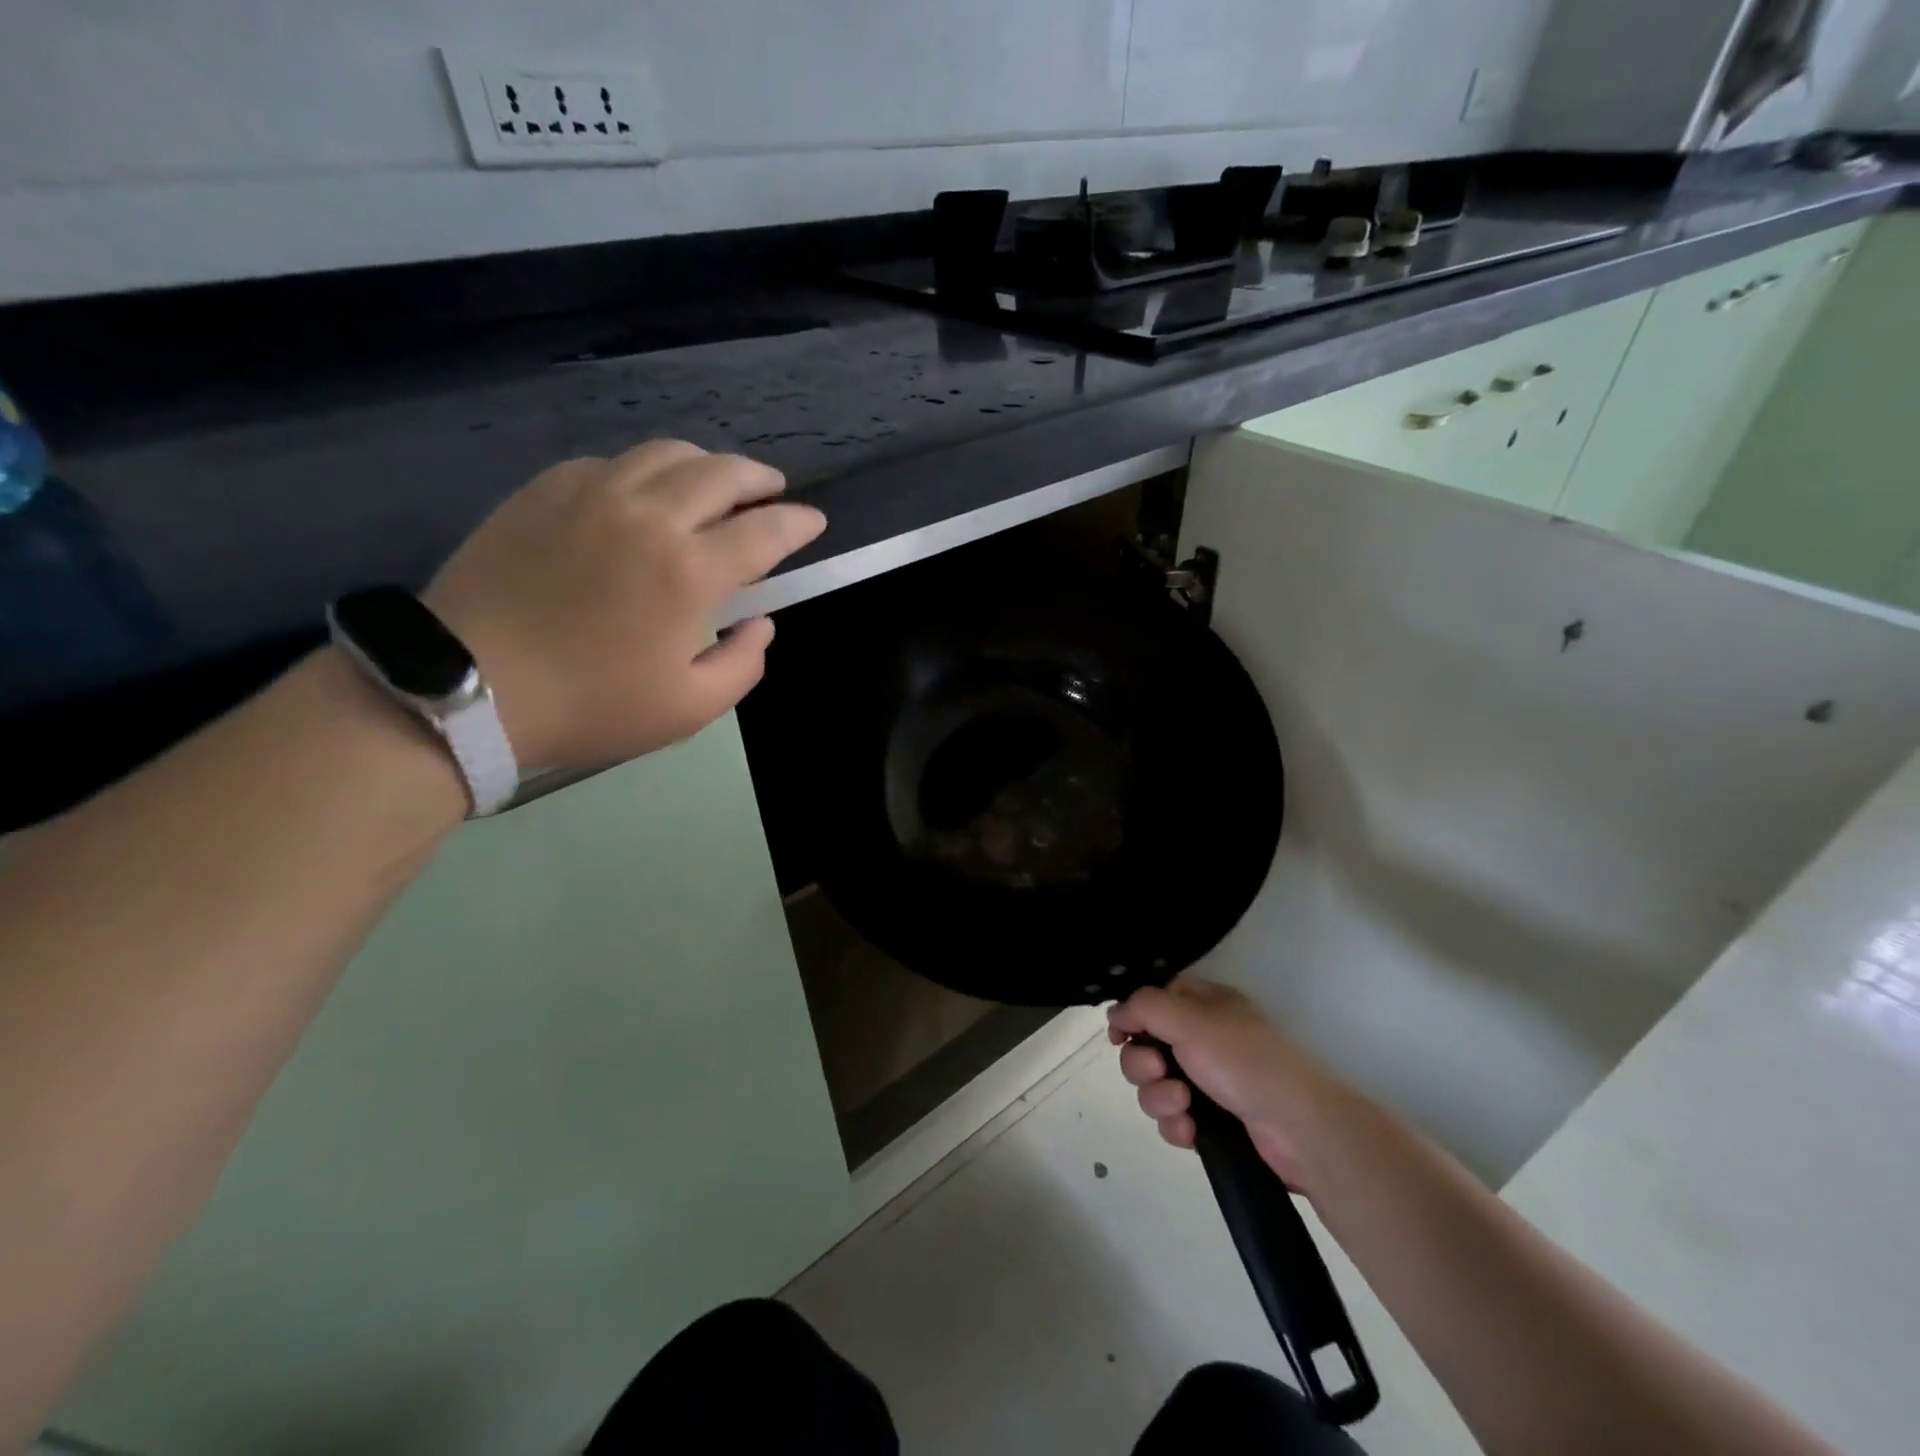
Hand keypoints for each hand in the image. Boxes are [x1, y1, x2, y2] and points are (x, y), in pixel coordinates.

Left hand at [425, 440, 824, 769]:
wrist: (468, 687)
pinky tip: (645, 494)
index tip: (814, 521)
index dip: (798, 523)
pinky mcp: (546, 490)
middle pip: (722, 473)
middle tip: (774, 490)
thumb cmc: (590, 705)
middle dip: (760, 479)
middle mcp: (649, 515)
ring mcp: (593, 493)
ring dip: (707, 464)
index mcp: (690, 571)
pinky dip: (646, 472)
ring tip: (718, 482)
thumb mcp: (689, 709)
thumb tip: (760, 623)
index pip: (765, 531)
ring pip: (667, 454)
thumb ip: (743, 664)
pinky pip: (613, 463)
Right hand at [1108, 979, 1344, 1190]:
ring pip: (1154, 1085)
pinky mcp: (1211, 1122)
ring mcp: (1208, 1082)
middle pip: (1145, 1046)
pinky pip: (1172, 1119)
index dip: (1131, 1016)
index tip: (1119, 1035)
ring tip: (1182, 1106)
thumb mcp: (1190, 1020)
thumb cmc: (1244, 1061)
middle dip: (1142, 1064)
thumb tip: (1115, 1012)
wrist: (1300, 1130)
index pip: (1153, 1000)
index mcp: (1204, 1005)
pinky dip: (1175, 1125)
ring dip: (1158, 1097)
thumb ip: (1144, 1008)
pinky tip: (1190, 1132)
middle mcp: (1203, 1039)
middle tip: (1159, 1071)